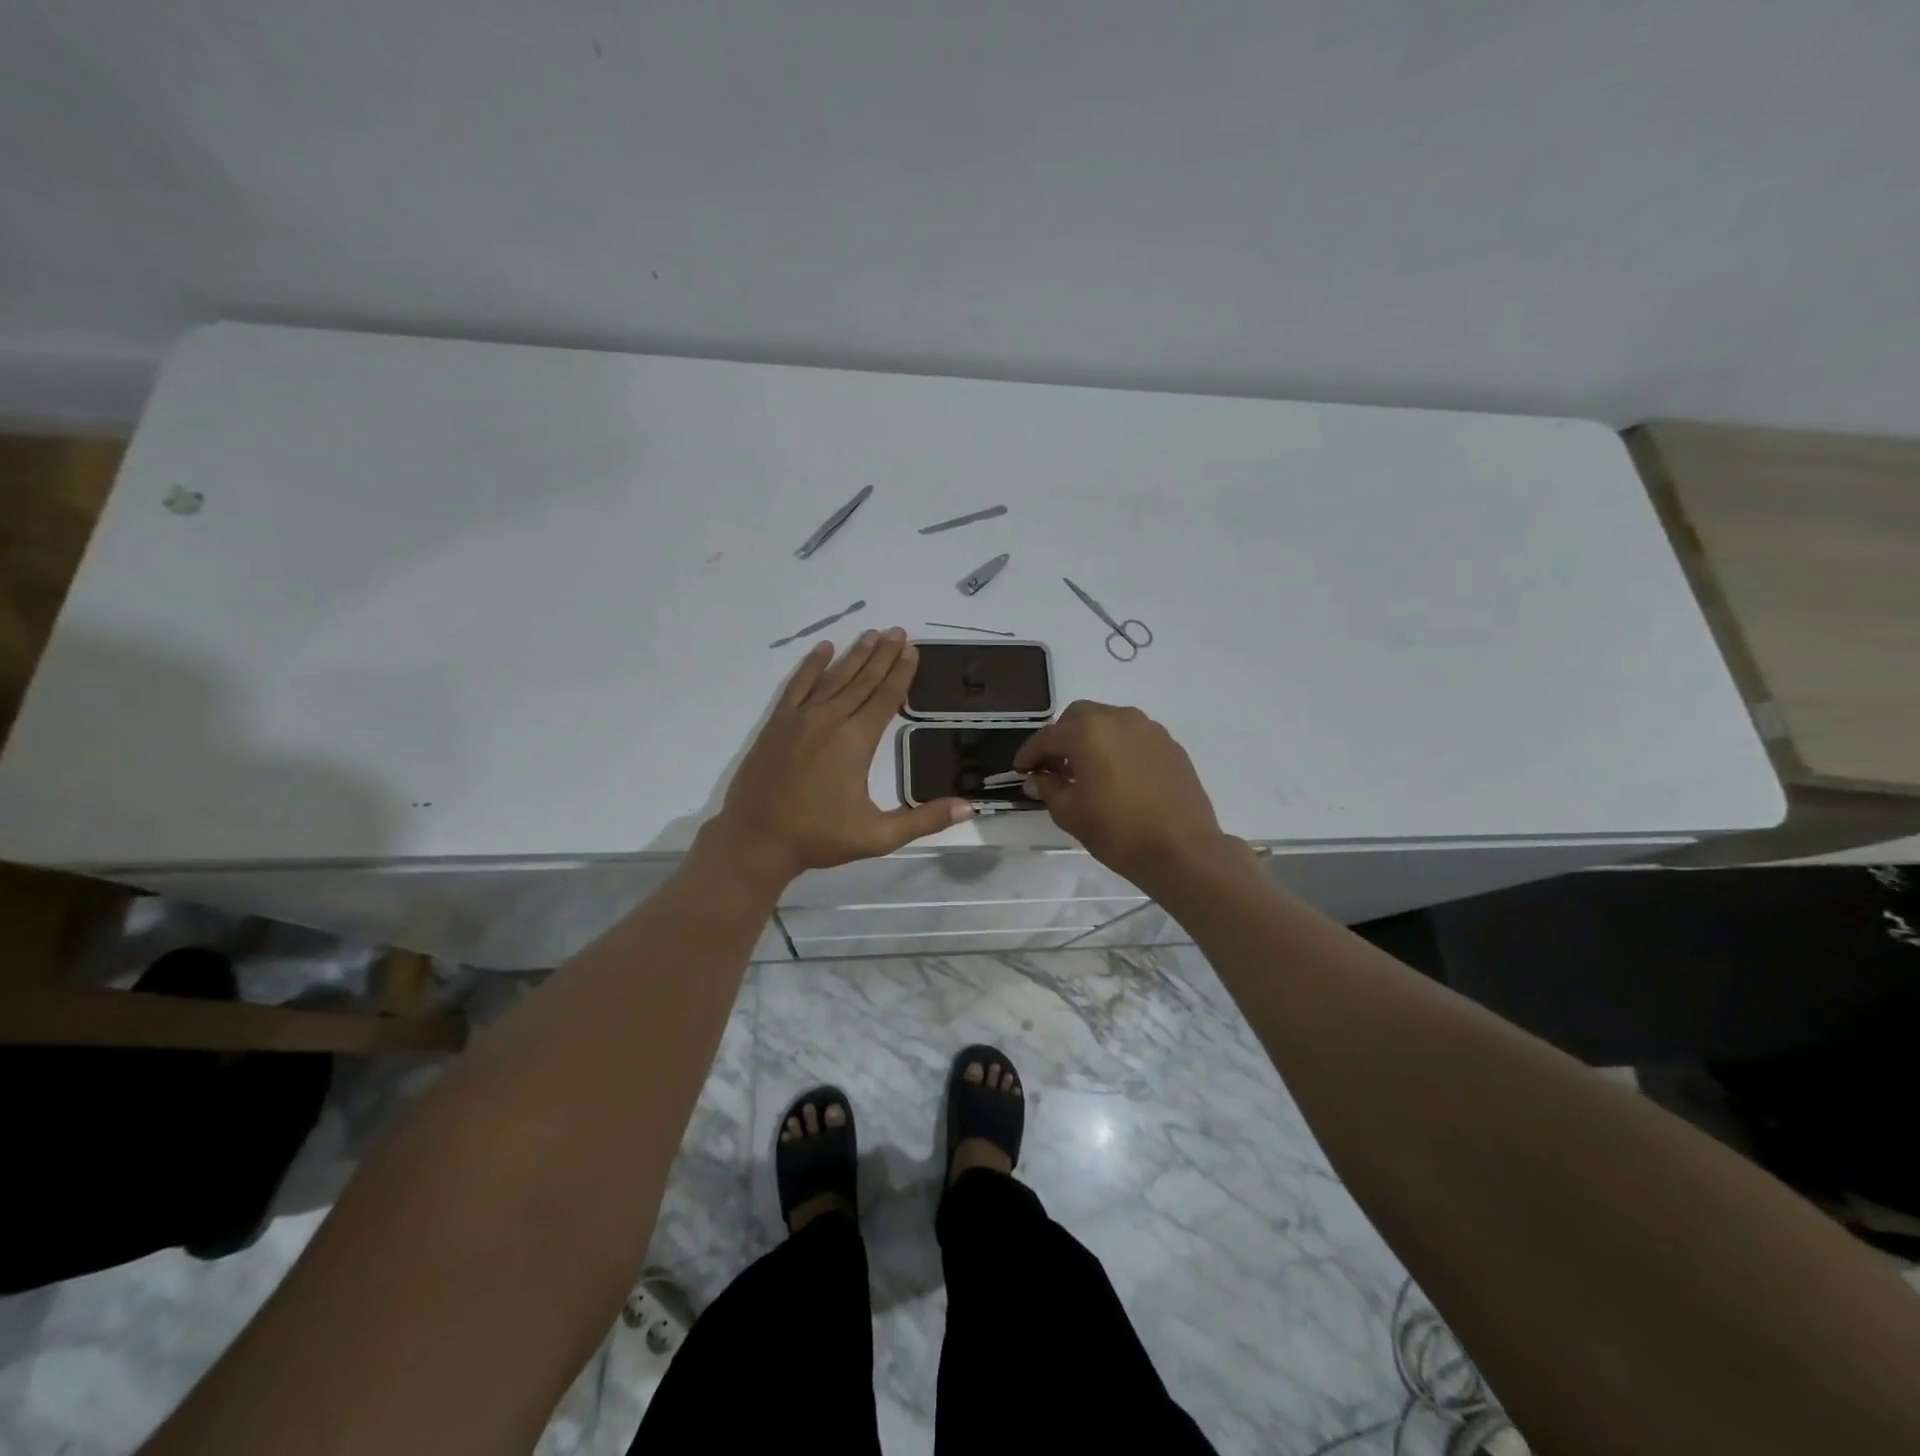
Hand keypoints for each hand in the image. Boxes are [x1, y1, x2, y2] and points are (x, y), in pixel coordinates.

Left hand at [709, 628, 971, 881]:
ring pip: (834, 677)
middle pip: (863, 680)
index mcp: (856, 742)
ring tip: (872, 633)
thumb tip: (968, 807)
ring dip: (854, 654)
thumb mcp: (878, 836)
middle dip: (882, 655)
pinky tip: (823, 648)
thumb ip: (924, 819)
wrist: (756, 840)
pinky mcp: (777, 723)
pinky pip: (798, 685)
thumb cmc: (819, 837)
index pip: (886, 698)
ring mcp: (800, 718)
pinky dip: (811, 665)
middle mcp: (830, 720)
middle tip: (898, 631)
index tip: (912, 650)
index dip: (901, 672)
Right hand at [1012, 700, 1226, 884]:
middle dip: (1061, 737)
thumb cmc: (1117, 831)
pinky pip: (1134, 736)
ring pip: (1109, 721)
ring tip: (1086, 769)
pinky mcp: (1170, 744)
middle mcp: (1118, 719)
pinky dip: (1118, 747)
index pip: (1048, 736)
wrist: (1182, 849)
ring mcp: (1149, 729)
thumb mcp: (1070, 813)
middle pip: (1079, 717)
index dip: (1029, 753)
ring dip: (1091, 738)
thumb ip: (1049, 788)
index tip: (1021, 769)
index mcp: (1088, 732)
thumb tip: (1037, 778)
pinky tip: (1117, 774)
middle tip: (1053, 765)